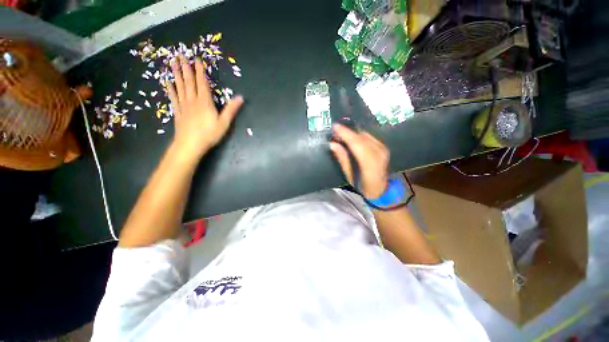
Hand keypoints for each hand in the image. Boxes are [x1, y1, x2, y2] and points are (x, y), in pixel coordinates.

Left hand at [167, 55, 243, 159]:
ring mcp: (184, 106)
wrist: (190, 144)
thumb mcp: (224, 123)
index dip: (200, 71)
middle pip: (189, 82)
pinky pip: (174, 98)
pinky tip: (167, 82)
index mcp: (205, 102)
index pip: (202, 83)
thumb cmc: (209, 134)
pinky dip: (170, 89)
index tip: (196, 59)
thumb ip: (231, 109)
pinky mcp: (178, 112)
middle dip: (185, 68)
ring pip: (180, 87)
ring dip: (176, 74)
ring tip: (172, 63)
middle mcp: (193, 101)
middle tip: (180, 55)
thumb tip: (240, 97)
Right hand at [329, 124, 388, 198]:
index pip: (357, 144)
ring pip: (365, 135)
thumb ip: (342, 159)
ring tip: (342, 133)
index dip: (346, 134)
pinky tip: (352, 137)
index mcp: (370, 164)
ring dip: (353, 133)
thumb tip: (333, 144)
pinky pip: (369, 137)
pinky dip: (359, 135)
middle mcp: (379, 154)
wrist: (381, 189)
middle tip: (336, 129)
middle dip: (347, 132)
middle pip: (361, 137)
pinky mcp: (383, 147)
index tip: (335, 126)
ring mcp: (383, 149)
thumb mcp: (350, 175)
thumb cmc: (363, 186)